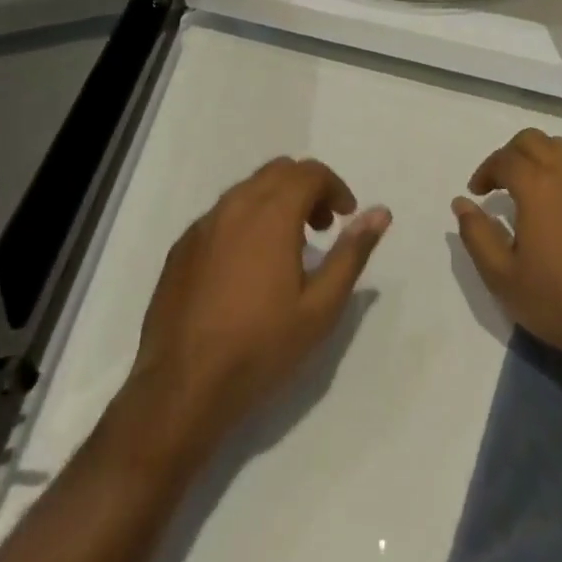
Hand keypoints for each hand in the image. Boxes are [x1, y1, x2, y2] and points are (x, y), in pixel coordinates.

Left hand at [131, 157, 390, 441]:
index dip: (335, 187)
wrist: (181, 389)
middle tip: (321, 227)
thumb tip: (380, 213)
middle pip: (279, 171)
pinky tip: (247, 266)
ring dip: (275, 201)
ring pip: (248, 189)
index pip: (310, 172)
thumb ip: (352, 253)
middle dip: (307, 188)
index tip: (345, 216)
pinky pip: (222, 214)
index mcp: (271, 212)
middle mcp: (235, 204)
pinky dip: (245, 221)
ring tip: (287, 247)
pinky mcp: (182, 246)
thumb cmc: (260, 347)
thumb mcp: (320, 307)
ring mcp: (203, 224)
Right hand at [452, 130, 561, 381]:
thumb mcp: (502, 276)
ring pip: (561, 148)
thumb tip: (461, 203)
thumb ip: (476, 234)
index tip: (477, 192)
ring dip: (539, 156)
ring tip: (530, 186)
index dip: (485, 171)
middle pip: (533, 140)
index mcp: (537, 185)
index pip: (504, 158)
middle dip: (510, 154)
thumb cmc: (556, 300)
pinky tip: (561, 204)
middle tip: (500, 182)